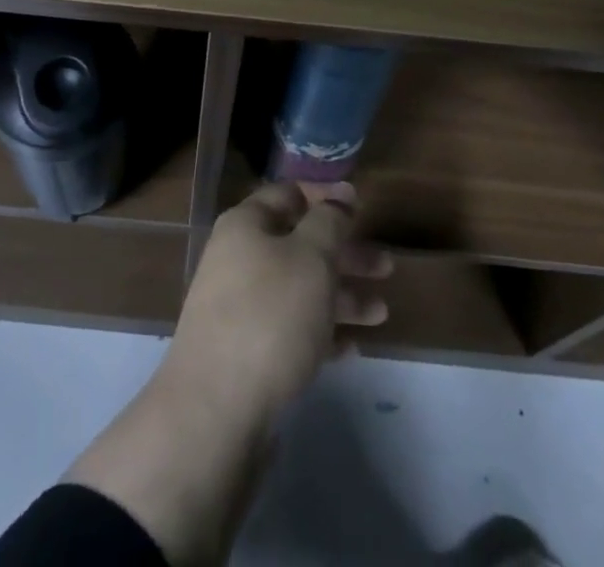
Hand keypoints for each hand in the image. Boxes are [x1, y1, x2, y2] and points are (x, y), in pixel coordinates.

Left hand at [63, 183, 390, 566]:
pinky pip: (290, 329)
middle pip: (299, 244)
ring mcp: (239, 306)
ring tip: (382, 313)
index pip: (288, 195)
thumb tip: (338, 196)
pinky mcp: (245, 350)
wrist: (217, 408)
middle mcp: (239, 258)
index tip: (360, 206)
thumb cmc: (270, 314)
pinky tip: (351, 349)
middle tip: (386, 266)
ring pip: (298, 289)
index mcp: (246, 225)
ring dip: (341, 296)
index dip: (325, 196)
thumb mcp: (310, 256)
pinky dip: (321, 332)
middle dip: (343, 254)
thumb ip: (329, 222)